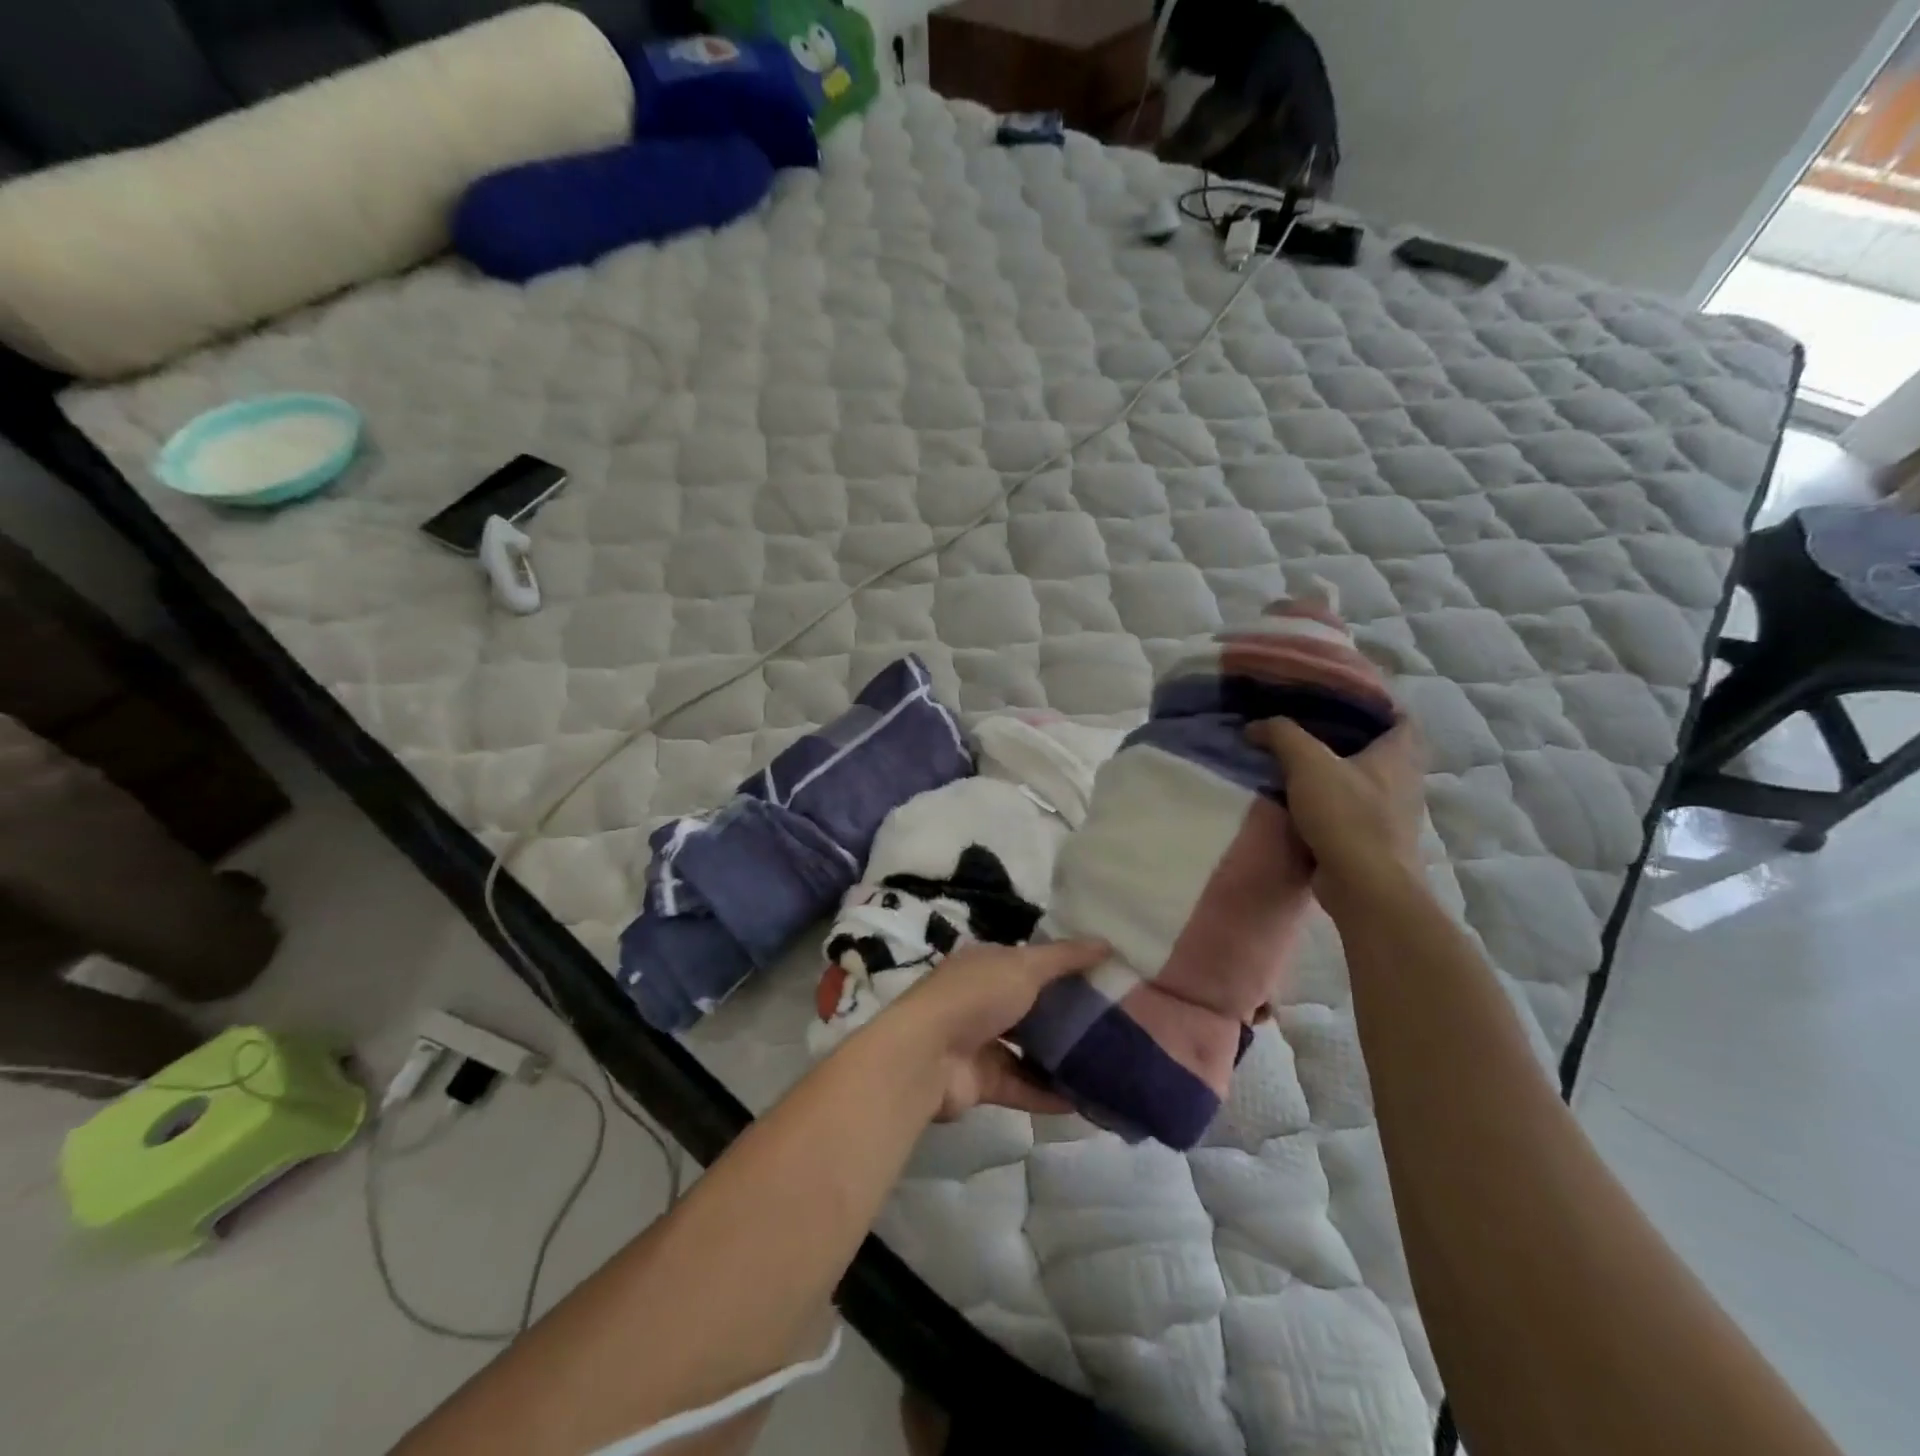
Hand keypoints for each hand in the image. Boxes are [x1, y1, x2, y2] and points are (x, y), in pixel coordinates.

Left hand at [884, 938, 1107, 1120]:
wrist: (926, 1057)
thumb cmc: (976, 997)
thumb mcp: (1024, 966)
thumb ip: (1064, 958)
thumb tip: (1106, 943)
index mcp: (986, 963)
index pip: (1029, 960)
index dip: (1063, 965)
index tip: (1103, 974)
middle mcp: (981, 999)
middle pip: (1030, 1005)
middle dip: (1065, 1013)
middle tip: (1113, 1022)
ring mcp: (979, 1042)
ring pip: (1027, 1048)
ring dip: (1060, 1057)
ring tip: (1105, 1063)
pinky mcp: (982, 1082)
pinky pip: (1023, 1086)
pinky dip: (1050, 1093)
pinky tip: (1086, 1101)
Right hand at [1246, 716, 1426, 902]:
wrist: (1365, 888)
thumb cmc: (1346, 817)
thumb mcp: (1308, 764)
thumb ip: (1282, 736)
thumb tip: (1255, 726)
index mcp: (1399, 754)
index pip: (1398, 715)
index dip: (1373, 702)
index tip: (1337, 696)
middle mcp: (1403, 780)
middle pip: (1378, 748)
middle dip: (1346, 737)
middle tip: (1306, 726)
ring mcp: (1391, 814)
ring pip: (1362, 781)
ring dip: (1334, 772)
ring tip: (1295, 761)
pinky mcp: (1373, 841)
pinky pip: (1349, 810)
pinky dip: (1328, 803)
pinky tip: (1298, 800)